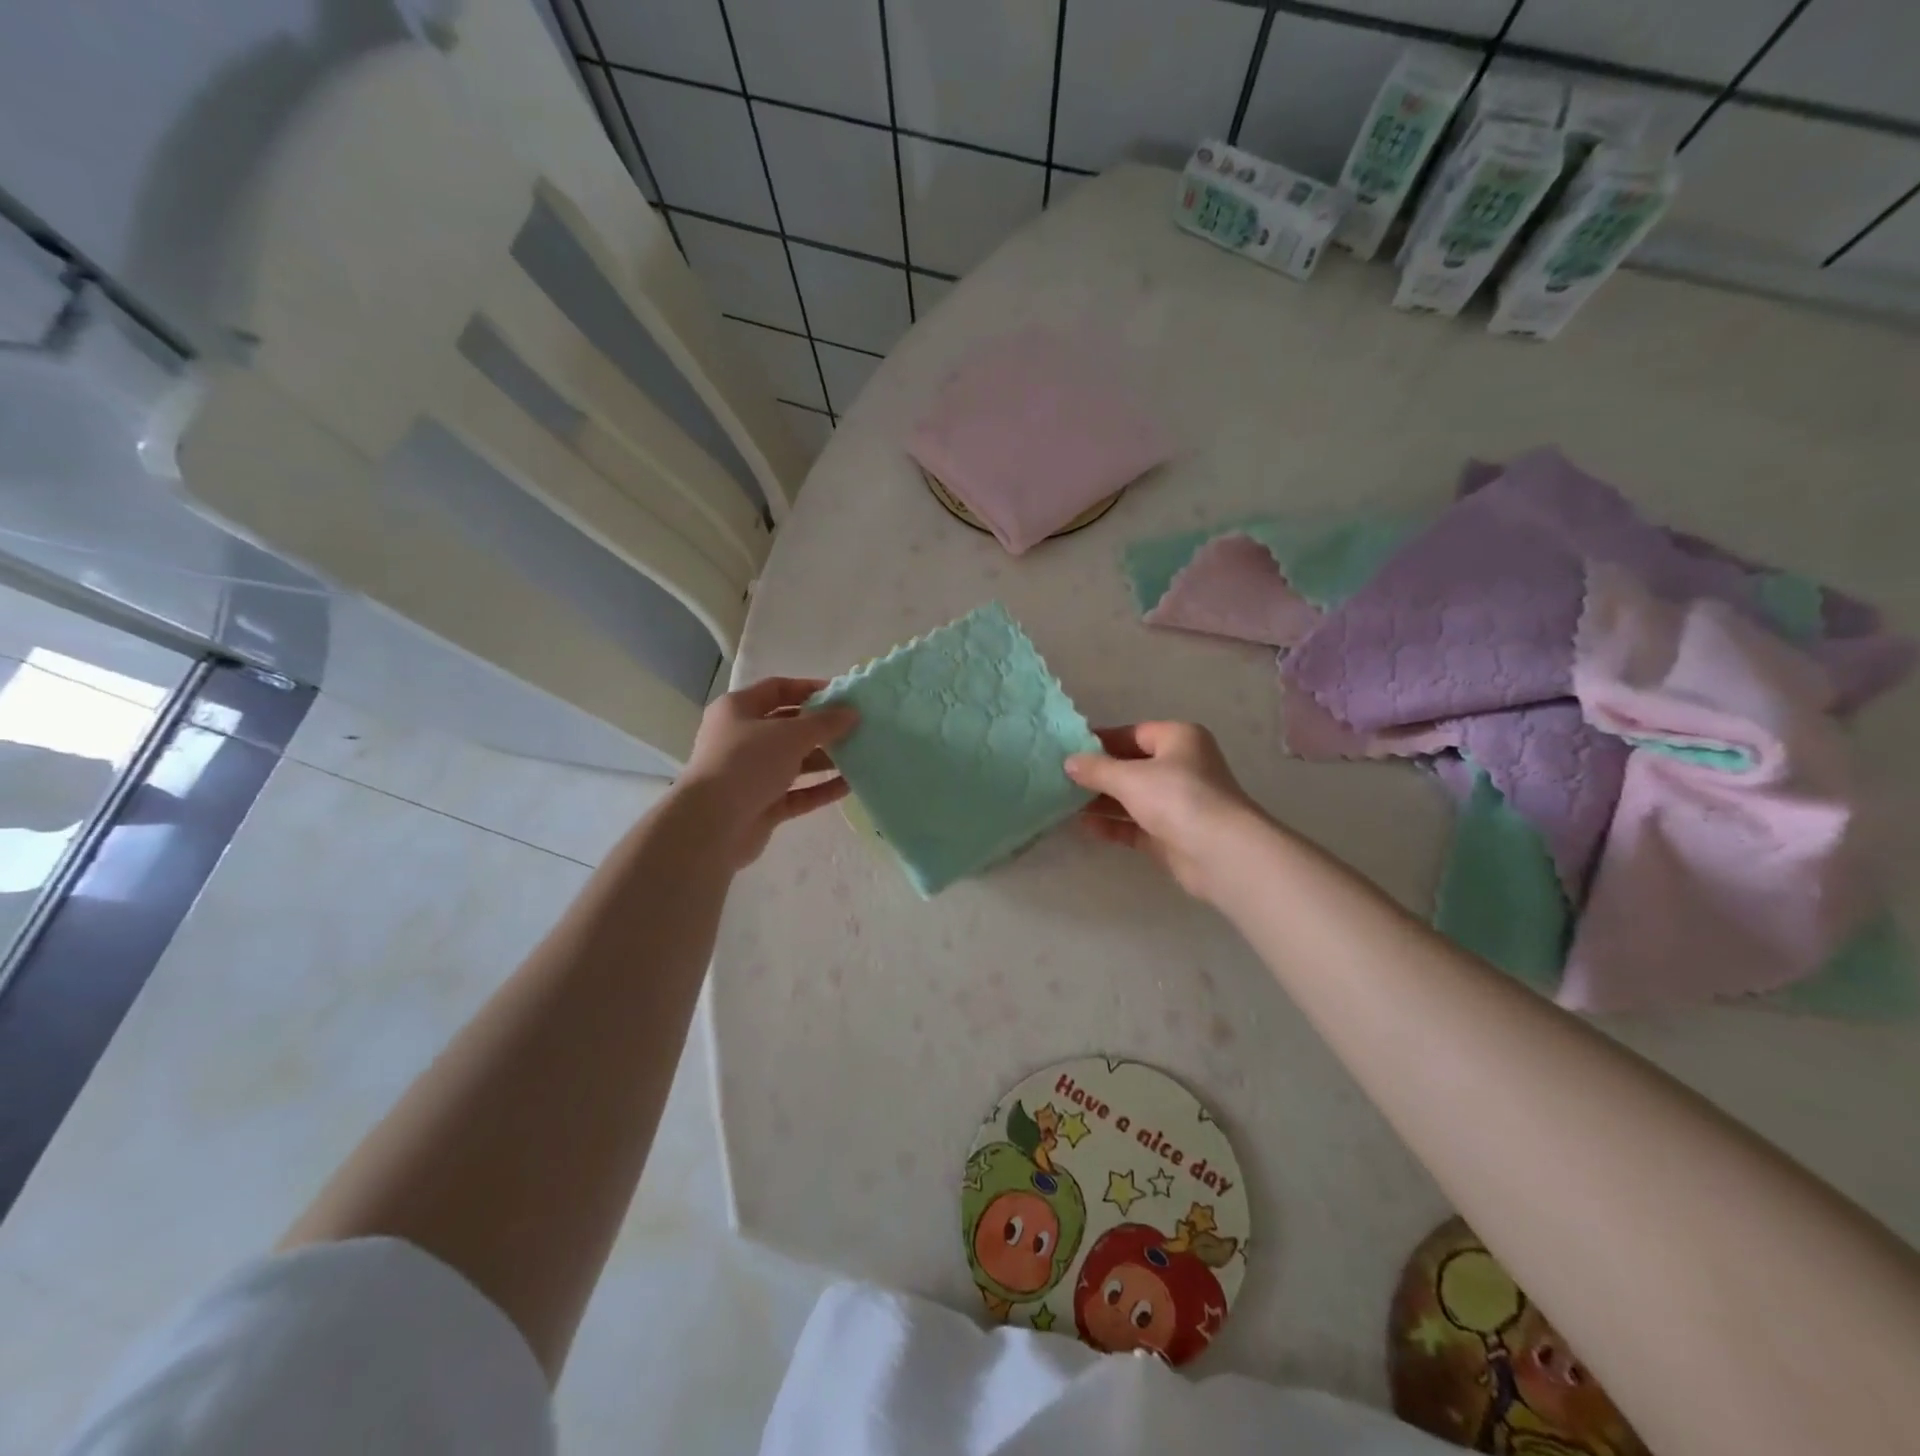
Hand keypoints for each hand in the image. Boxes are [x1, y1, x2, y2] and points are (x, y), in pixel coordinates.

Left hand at [676, 677, 857, 866]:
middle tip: (856, 727)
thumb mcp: (790, 734)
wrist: (712, 824)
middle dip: (821, 727)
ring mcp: (750, 774)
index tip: (843, 695)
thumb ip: (825, 723)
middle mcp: (741, 739)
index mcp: (737, 710)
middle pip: (787, 726)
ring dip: (824, 759)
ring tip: (859, 756)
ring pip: (793, 762)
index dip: (809, 689)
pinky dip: (820, 788)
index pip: (777, 689)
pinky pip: (797, 793)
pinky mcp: (761, 805)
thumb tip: (853, 713)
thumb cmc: (747, 763)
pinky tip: (849, 786)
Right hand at [1064, 722, 1264, 900]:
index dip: (1100, 741)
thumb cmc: (1178, 798)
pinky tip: (1084, 826)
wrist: (1221, 854)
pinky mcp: (1172, 835)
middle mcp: (1182, 767)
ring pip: (1132, 797)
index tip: (1067, 751)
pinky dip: (1113, 825)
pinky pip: (1136, 825)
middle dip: (1098, 774)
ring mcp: (1178, 803)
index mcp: (1179, 739)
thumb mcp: (1130, 777)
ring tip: (1063, 802)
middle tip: (1060, 778)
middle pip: (1131, 766)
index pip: (1133, 733)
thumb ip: (1096, 769)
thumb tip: (1068, 762)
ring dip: (1101, 801)